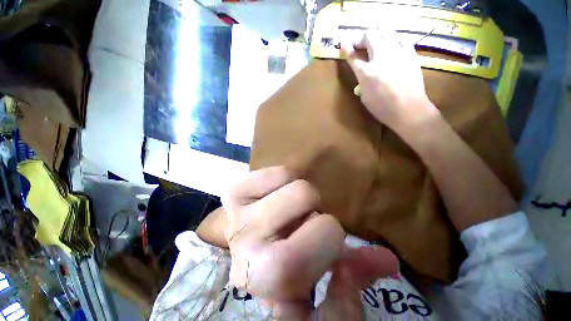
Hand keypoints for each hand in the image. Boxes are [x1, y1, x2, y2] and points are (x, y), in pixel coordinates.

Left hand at [223, 166, 398, 318]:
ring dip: (301, 196)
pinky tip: (275, 198)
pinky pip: (275, 171)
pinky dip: (284, 180)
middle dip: (316, 211)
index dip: (332, 236)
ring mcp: (235, 212)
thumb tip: (387, 261)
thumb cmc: (281, 274)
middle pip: (306, 195)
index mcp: (269, 275)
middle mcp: (246, 242)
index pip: (320, 237)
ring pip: (292, 179)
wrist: (247, 252)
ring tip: (290, 213)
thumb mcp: (318, 293)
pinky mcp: (233, 191)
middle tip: (304, 226)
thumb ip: (354, 281)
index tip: (331, 245)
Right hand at [341, 29, 437, 131]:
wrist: (409, 109)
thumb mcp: (365, 97)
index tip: (343, 44)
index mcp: (367, 73)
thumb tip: (361, 71)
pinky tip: (393, 50)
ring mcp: (398, 53)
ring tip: (377, 46)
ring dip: (378, 36)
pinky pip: (401, 39)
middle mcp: (381, 57)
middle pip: (370, 35)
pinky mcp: (410, 54)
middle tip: (361, 47)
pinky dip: (393, 41)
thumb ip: (361, 80)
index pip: (353, 56)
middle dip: (362, 39)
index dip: (346, 49)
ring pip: (386, 31)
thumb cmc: (382, 108)